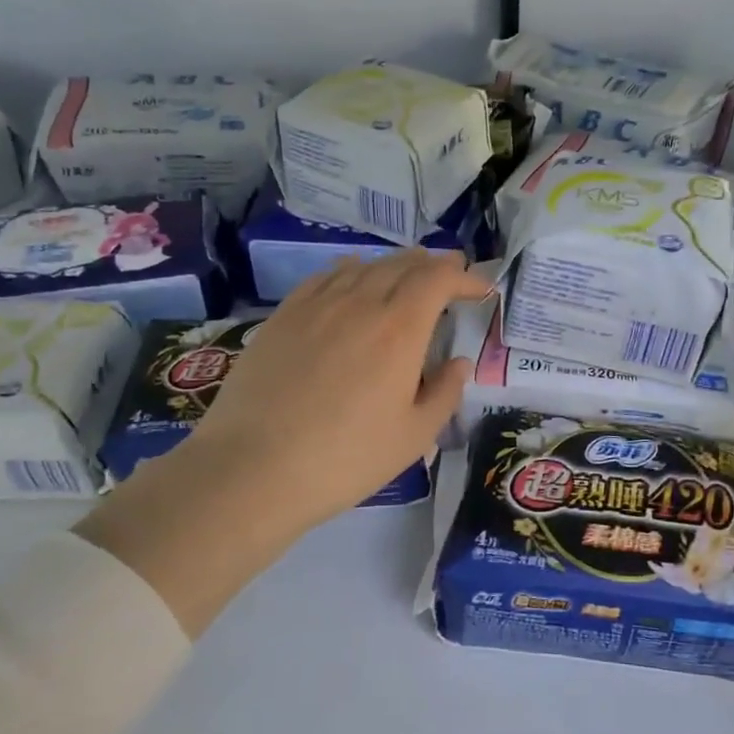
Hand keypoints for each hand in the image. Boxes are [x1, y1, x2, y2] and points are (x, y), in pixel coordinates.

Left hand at [187, 249, 490, 533]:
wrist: (254, 468)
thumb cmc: (346, 458)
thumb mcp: (413, 436)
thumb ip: (444, 393)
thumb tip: (459, 363)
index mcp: (399, 329)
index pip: (438, 279)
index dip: (463, 278)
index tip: (479, 289)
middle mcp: (360, 303)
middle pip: (402, 265)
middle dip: (433, 266)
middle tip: (449, 275)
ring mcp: (316, 306)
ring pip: (363, 266)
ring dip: (394, 265)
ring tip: (406, 274)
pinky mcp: (282, 317)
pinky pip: (324, 278)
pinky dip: (350, 271)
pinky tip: (350, 281)